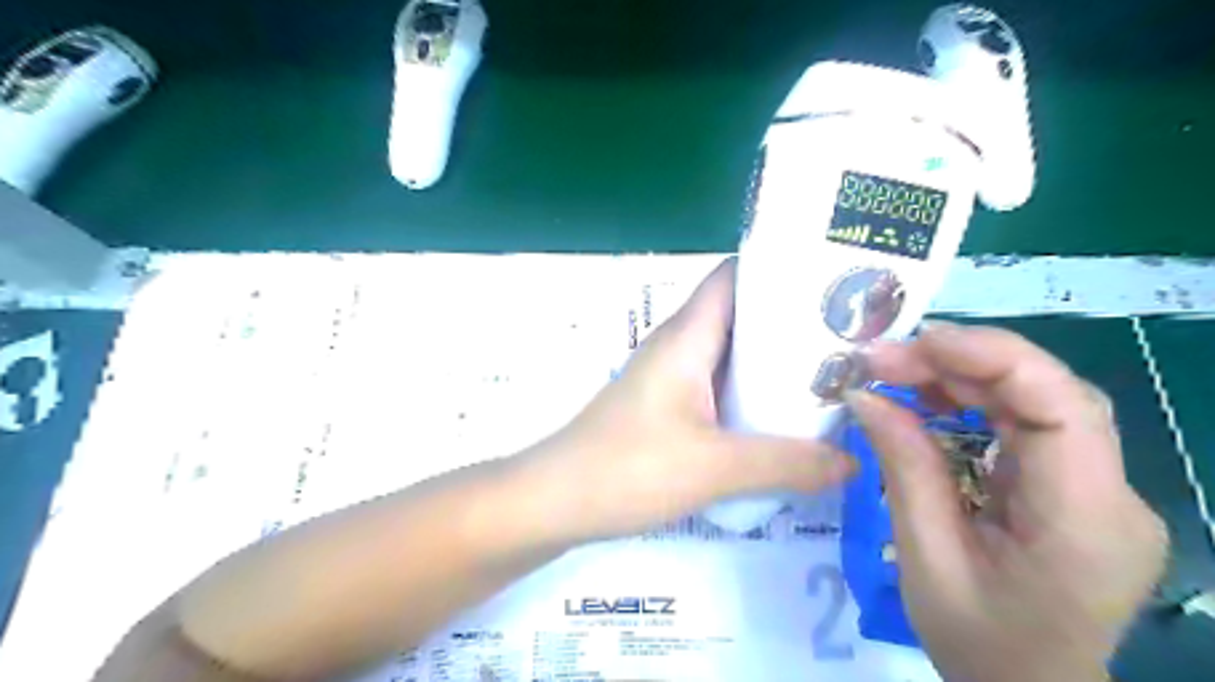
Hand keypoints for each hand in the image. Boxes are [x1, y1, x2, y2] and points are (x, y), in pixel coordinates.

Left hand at [519, 255, 851, 541]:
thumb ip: (787, 463)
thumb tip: (851, 462)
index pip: (735, 276)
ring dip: (773, 362)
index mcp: (687, 336)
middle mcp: (678, 345)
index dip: (781, 268)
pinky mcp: (666, 407)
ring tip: (831, 374)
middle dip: (792, 321)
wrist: (556, 500)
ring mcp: (670, 377)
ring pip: (730, 354)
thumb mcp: (716, 468)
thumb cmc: (629, 468)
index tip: (835, 280)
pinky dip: (750, 393)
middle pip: (741, 314)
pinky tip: (782, 417)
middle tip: (851, 336)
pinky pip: (717, 386)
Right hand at [846, 323, 1161, 681]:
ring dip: (963, 376)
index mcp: (1084, 522)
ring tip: (894, 372)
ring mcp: (1100, 488)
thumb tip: (865, 395)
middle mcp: (1112, 494)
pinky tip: (928, 399)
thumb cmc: (978, 641)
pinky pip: (1028, 423)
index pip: (1062, 408)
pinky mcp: (1075, 486)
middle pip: (1048, 393)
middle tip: (882, 360)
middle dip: (961, 362)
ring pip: (1039, 399)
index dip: (990, 358)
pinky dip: (974, 401)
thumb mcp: (925, 556)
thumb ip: (904, 467)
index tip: (913, 343)